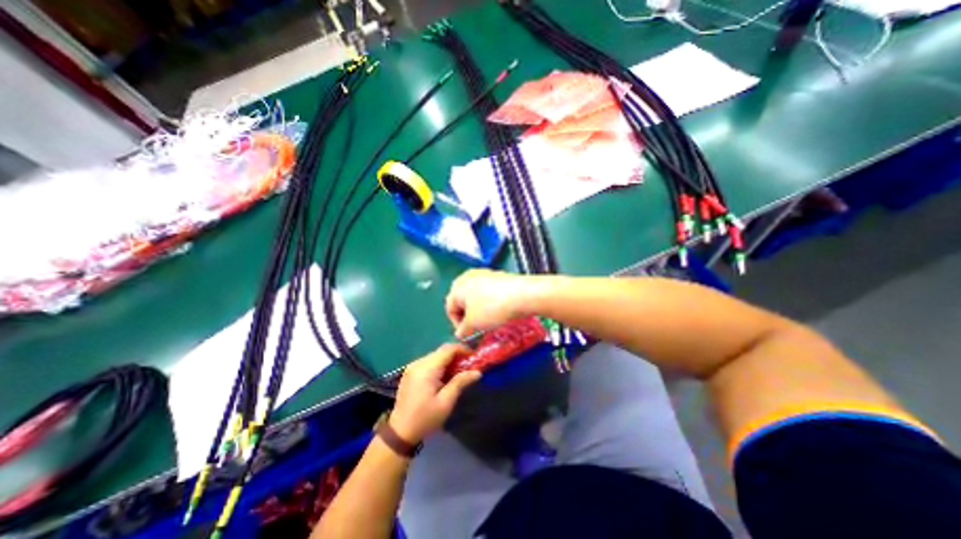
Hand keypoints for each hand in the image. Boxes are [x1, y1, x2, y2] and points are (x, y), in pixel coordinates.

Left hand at [388, 346, 479, 442]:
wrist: (399, 433)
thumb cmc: (425, 418)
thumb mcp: (446, 402)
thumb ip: (460, 383)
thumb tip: (478, 372)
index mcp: (427, 368)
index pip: (448, 349)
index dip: (463, 349)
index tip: (474, 356)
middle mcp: (419, 363)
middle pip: (441, 351)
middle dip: (457, 355)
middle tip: (469, 366)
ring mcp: (413, 367)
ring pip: (436, 355)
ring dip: (448, 360)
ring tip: (459, 372)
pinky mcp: (410, 372)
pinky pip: (429, 362)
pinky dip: (440, 365)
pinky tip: (445, 376)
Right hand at [445, 268, 532, 338]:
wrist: (522, 294)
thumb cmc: (492, 308)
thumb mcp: (473, 324)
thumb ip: (463, 330)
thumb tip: (460, 334)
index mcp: (457, 286)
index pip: (450, 309)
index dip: (457, 325)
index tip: (467, 335)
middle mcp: (468, 277)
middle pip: (462, 301)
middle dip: (468, 316)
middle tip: (477, 329)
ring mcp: (484, 274)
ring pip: (476, 296)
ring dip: (479, 310)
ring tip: (490, 321)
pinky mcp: (498, 275)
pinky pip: (488, 292)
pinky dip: (490, 302)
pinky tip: (499, 310)